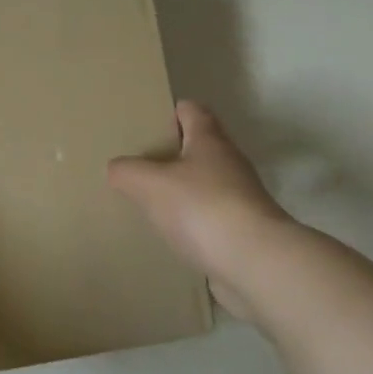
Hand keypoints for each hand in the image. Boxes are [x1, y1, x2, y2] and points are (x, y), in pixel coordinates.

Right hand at [107, 101, 299, 322]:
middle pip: (198, 147)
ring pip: (204, 184)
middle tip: (138, 164)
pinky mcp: (243, 231)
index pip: (191, 110)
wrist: (256, 264)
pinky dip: (192, 222)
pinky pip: (210, 218)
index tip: (146, 123)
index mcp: (209, 140)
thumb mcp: (150, 184)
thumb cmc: (202, 208)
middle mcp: (229, 162)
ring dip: (180, 190)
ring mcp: (240, 198)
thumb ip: (126, 171)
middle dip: (170, 154)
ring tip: (148, 202)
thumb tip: (116, 169)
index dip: (169, 111)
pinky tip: (170, 236)